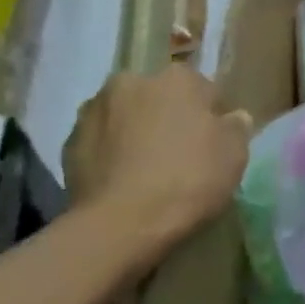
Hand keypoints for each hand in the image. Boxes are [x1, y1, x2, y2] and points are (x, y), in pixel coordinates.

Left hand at [63, 68, 250, 261]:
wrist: (120, 225)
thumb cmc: (188, 180)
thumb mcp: (234, 154)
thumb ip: (236, 127)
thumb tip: (232, 117)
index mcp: (176, 78)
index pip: (203, 89)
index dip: (211, 116)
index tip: (213, 143)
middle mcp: (132, 82)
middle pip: (159, 98)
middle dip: (168, 117)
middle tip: (179, 154)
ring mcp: (94, 111)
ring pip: (126, 117)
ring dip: (136, 133)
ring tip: (146, 171)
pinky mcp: (68, 144)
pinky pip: (101, 143)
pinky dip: (111, 155)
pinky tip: (123, 182)